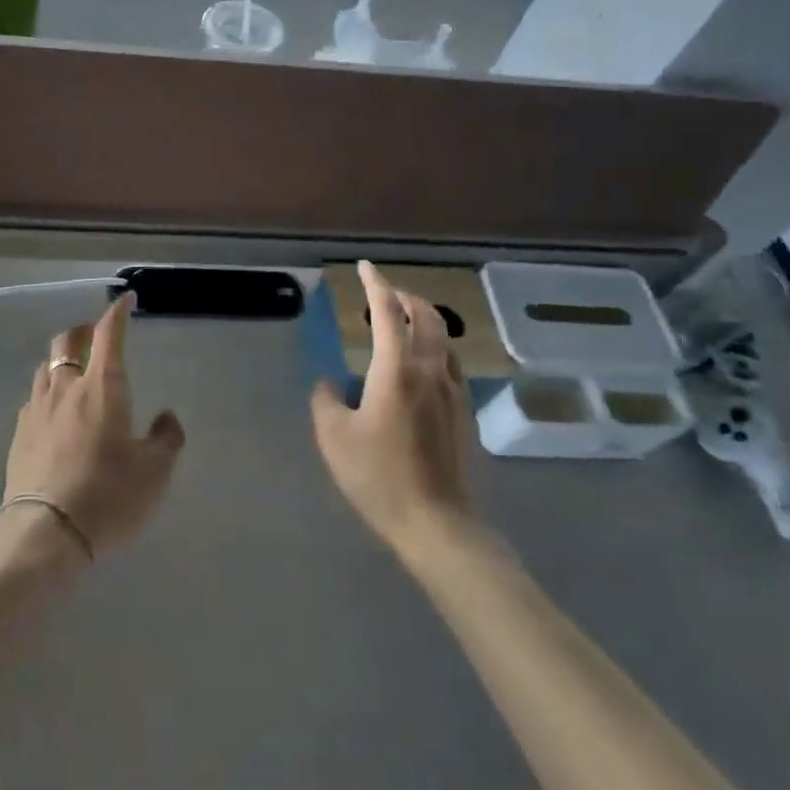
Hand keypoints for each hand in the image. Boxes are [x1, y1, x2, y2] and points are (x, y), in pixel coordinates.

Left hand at [4, 293, 185, 559]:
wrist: (46, 534)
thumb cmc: (109, 496)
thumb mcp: (155, 472)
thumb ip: (166, 438)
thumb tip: (166, 417)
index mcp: (103, 388)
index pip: (109, 335)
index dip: (117, 313)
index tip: (125, 300)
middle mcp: (66, 388)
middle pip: (66, 341)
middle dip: (83, 330)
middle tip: (96, 335)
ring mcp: (37, 409)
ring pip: (46, 366)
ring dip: (62, 359)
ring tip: (75, 372)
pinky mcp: (19, 434)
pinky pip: (35, 397)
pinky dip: (49, 391)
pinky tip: (56, 412)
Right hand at [310, 262, 476, 555]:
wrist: (436, 522)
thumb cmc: (378, 476)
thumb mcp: (334, 437)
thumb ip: (326, 400)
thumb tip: (330, 383)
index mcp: (397, 368)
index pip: (387, 310)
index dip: (375, 284)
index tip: (365, 267)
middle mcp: (430, 369)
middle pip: (426, 316)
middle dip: (405, 298)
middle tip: (385, 295)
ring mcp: (453, 390)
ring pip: (444, 338)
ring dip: (423, 320)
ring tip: (402, 324)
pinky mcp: (463, 412)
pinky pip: (450, 361)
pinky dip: (434, 346)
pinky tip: (421, 365)